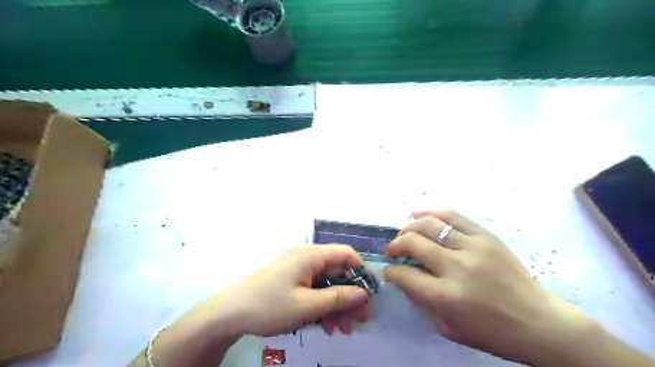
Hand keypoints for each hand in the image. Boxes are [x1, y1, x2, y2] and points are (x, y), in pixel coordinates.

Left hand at [209, 245, 367, 336]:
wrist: (228, 313)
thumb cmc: (269, 306)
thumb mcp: (307, 306)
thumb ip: (338, 298)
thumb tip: (363, 293)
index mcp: (310, 255)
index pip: (345, 254)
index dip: (360, 271)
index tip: (369, 293)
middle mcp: (305, 257)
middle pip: (336, 271)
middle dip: (349, 295)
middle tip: (360, 319)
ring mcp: (296, 269)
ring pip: (325, 283)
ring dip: (336, 304)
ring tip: (342, 329)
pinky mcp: (289, 280)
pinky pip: (312, 288)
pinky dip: (321, 304)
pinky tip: (325, 325)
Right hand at [385, 211, 594, 362]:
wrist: (539, 322)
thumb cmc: (492, 332)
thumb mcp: (448, 328)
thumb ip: (422, 301)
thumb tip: (404, 278)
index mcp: (446, 296)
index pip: (404, 275)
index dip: (390, 271)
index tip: (389, 270)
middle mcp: (456, 267)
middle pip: (413, 243)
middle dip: (395, 245)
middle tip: (393, 250)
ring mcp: (473, 247)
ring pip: (430, 225)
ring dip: (409, 227)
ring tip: (404, 232)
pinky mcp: (486, 236)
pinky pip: (453, 216)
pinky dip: (431, 212)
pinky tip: (418, 214)